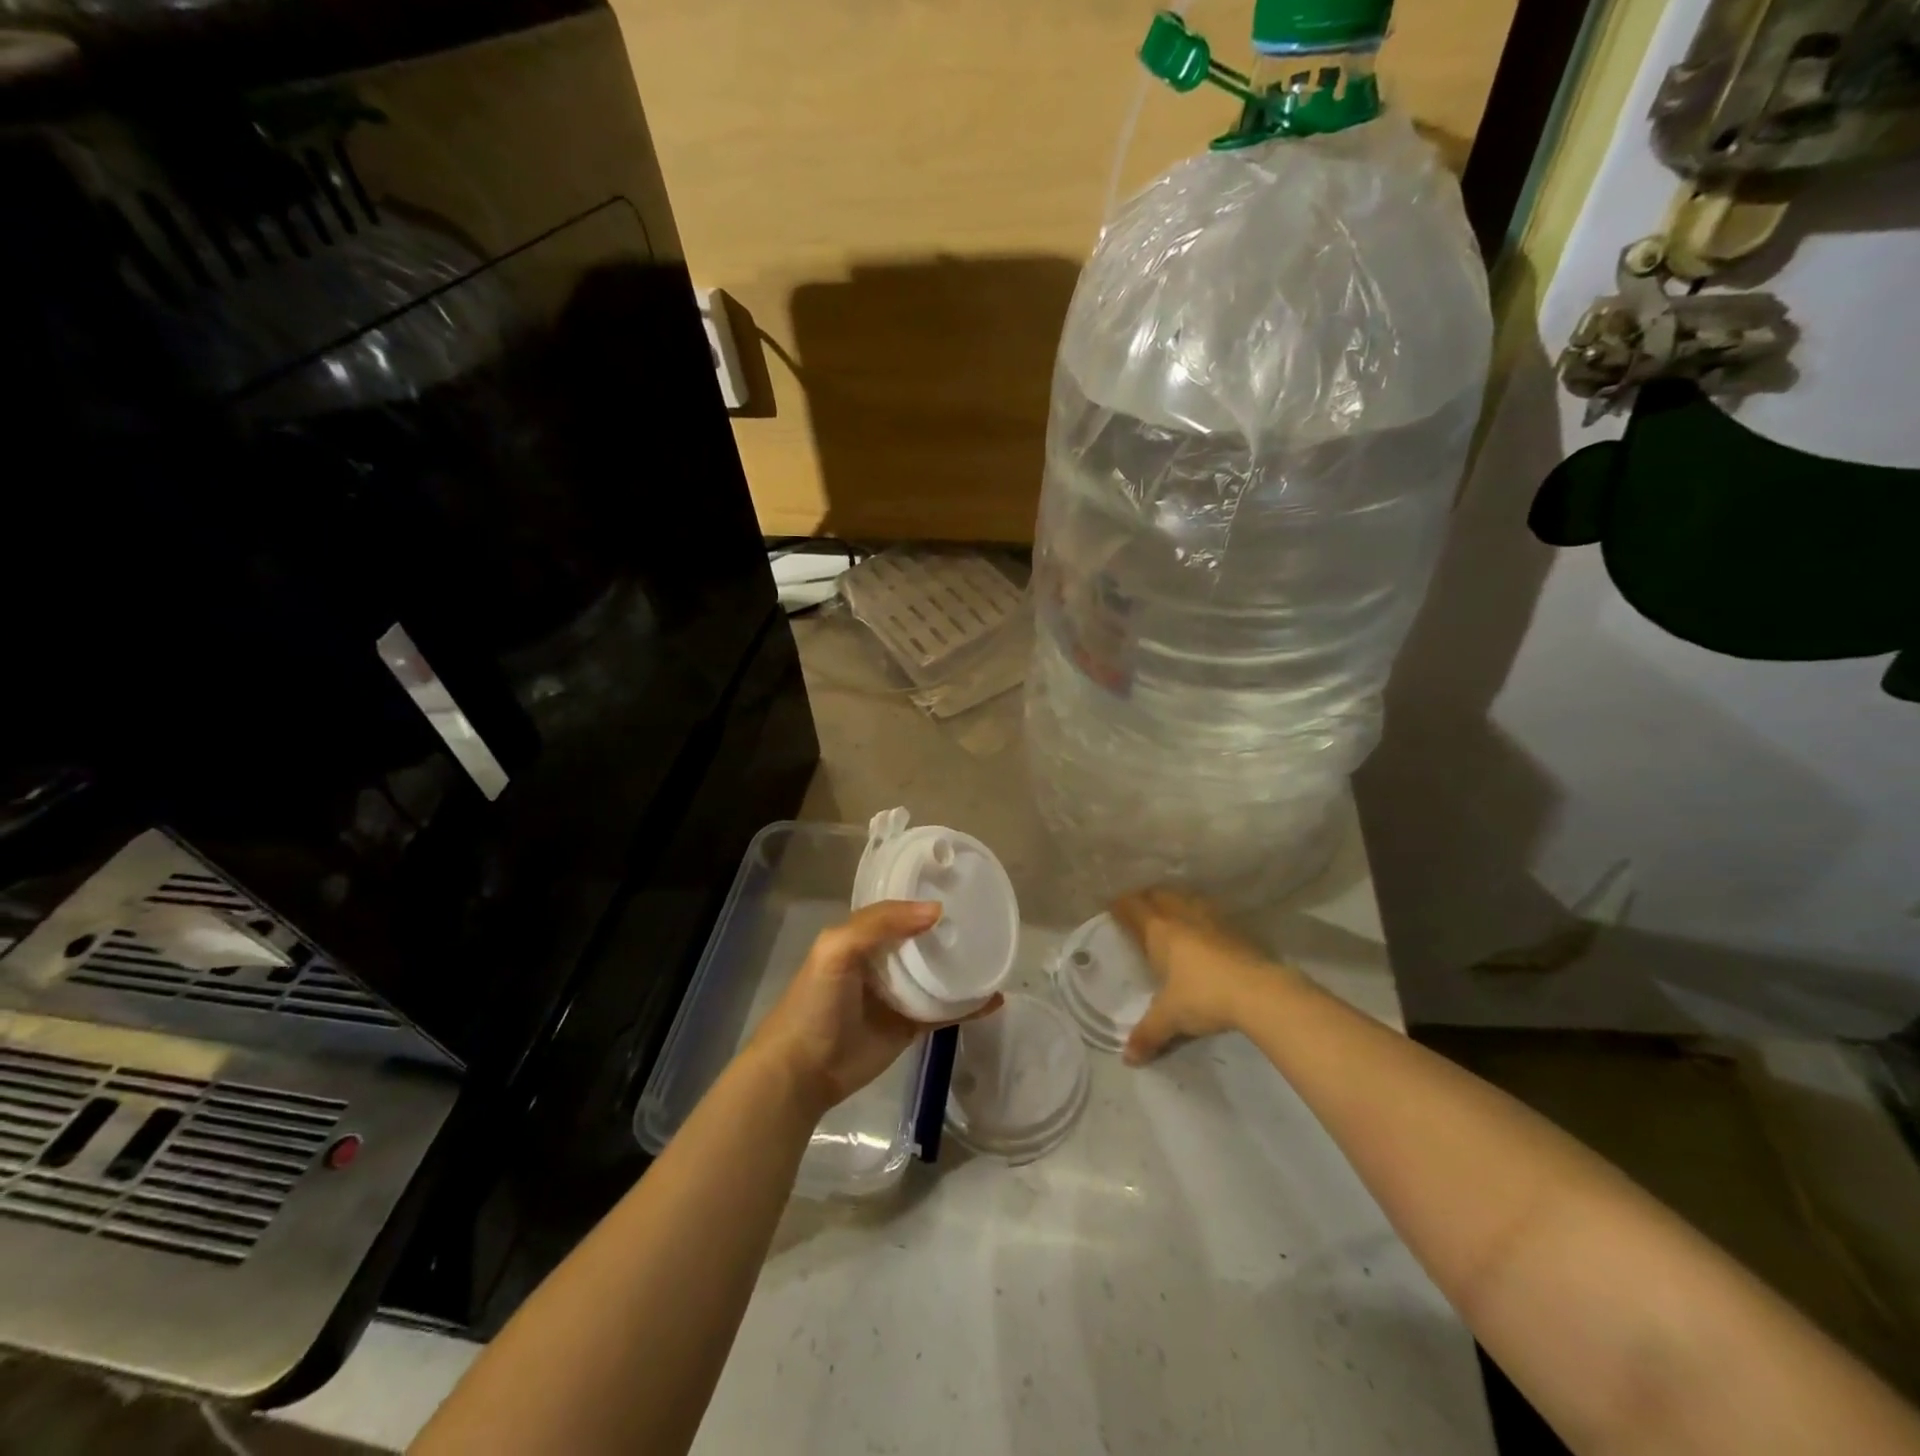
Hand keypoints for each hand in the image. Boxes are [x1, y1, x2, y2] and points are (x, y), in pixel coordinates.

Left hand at [748, 900, 1002, 1115]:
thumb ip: (879, 923)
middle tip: (987, 919)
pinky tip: (994, 999)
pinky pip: (944, 1011)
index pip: (898, 910)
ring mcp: (898, 995)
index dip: (923, 899)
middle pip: (922, 940)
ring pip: (937, 974)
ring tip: (997, 954)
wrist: (802, 1071)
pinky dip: (969, 1006)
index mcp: (862, 938)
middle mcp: (882, 961)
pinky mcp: (909, 1027)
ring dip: (962, 966)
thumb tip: (936, 911)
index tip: (959, 889)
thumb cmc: (815, 1002)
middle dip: (949, 931)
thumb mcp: (837, 949)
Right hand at [1111, 888, 1300, 1064]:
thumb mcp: (1169, 1018)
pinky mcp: (1236, 929)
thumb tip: (1128, 1059)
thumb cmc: (1203, 997)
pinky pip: (1209, 912)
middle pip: (1160, 896)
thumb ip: (1148, 1034)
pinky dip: (1200, 914)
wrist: (1260, 992)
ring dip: (1175, 901)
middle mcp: (1183, 917)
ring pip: (1187, 899)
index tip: (1112, 905)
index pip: (1134, 908)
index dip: (1121, 905)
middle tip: (1139, 906)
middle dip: (1146, 898)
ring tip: (1171, 910)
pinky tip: (1204, 927)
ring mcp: (1212, 920)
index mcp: (1159, 931)